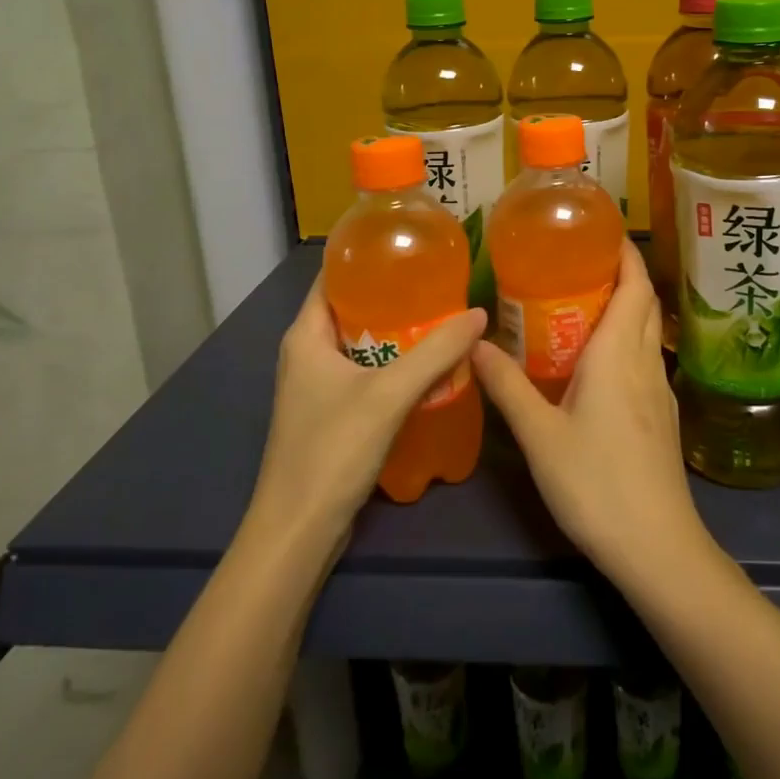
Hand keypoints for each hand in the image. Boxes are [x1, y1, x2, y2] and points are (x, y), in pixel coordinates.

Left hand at [249, 276, 485, 548]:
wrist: (299, 531)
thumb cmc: (333, 450)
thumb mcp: (389, 394)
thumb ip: (436, 351)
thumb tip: (479, 313)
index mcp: (306, 335)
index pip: (333, 278)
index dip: (366, 258)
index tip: (409, 247)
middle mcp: (307, 354)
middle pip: (352, 309)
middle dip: (393, 294)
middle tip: (439, 281)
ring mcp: (318, 387)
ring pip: (363, 344)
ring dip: (398, 332)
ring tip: (443, 316)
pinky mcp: (332, 414)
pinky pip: (367, 373)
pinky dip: (395, 364)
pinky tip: (430, 365)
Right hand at [473, 241, 707, 581]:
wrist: (657, 548)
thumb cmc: (596, 483)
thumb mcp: (540, 435)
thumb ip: (508, 386)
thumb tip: (475, 344)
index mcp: (620, 353)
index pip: (635, 284)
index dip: (624, 252)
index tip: (599, 230)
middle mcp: (646, 361)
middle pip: (644, 302)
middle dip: (620, 274)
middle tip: (575, 262)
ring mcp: (660, 391)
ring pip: (647, 331)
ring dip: (623, 307)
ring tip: (579, 303)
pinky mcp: (661, 417)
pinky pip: (645, 359)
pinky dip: (625, 341)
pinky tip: (595, 362)